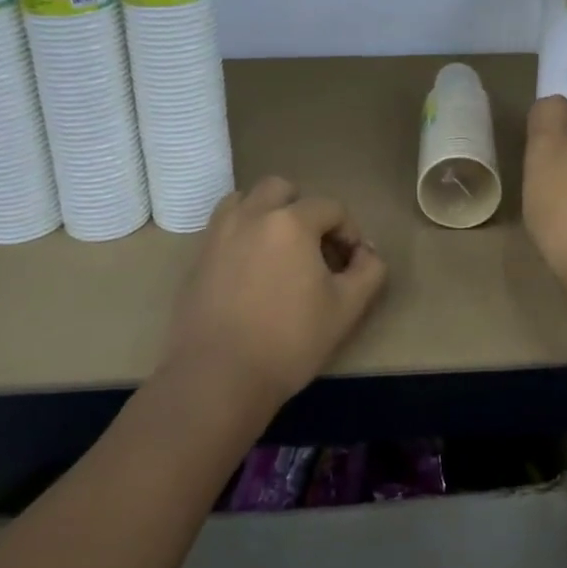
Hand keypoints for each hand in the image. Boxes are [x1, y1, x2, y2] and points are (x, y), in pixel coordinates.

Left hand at [161, 177, 388, 410]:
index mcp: (291, 222)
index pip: (331, 207)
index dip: (348, 231)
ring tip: (278, 249)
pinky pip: (224, 226)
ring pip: (246, 199)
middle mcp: (252, 215)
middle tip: (313, 247)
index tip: (349, 263)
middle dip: (304, 209)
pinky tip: (250, 268)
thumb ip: (369, 271)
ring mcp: (219, 234)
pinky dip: (241, 232)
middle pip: (282, 189)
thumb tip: (367, 252)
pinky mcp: (198, 257)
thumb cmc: (289, 341)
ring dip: (267, 213)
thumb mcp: (347, 308)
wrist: (218, 378)